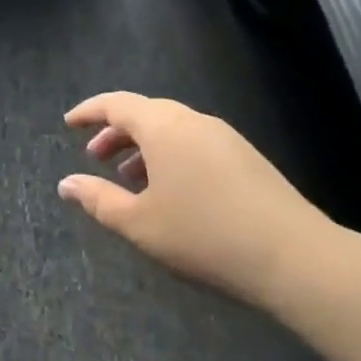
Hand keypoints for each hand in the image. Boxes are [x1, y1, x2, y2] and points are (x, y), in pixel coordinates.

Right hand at [58, 92, 333, 304]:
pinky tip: (171, 191)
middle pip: (146, 113)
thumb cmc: (204, 235)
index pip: (117, 104)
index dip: (89, 111)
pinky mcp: (246, 157)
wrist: (294, 256)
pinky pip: (195, 142)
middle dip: (116, 131)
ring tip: (130, 178)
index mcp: (163, 127)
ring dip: (144, 146)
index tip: (68, 124)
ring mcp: (225, 137)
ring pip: (173, 129)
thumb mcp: (139, 223)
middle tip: (96, 157)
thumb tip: (66, 183)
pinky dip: (170, 155)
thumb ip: (98, 199)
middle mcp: (193, 121)